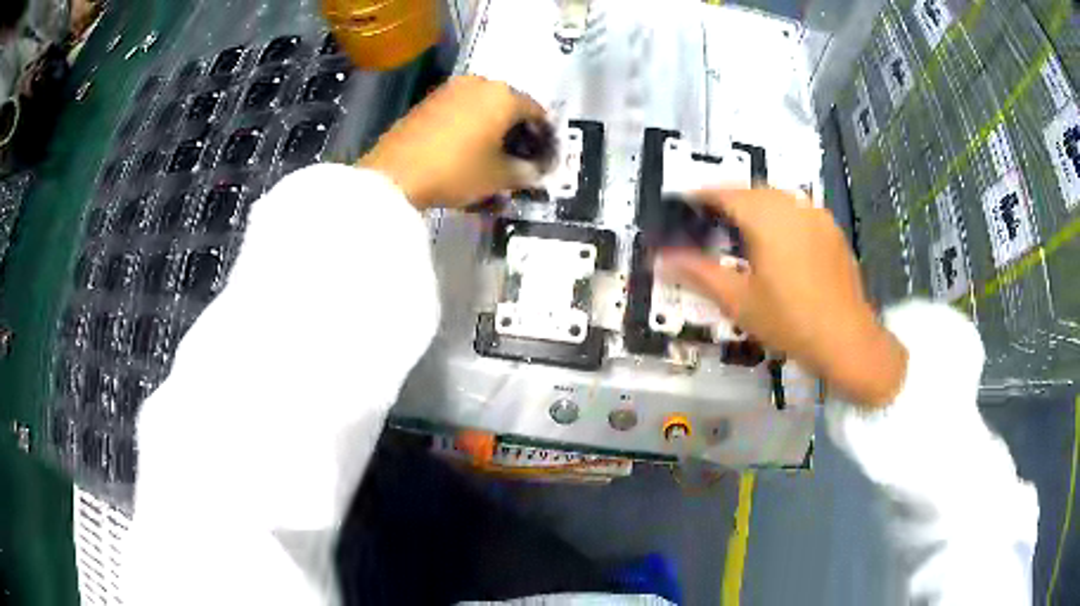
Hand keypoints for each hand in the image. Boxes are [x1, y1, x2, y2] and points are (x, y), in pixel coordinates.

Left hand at [359, 75, 547, 209]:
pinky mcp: (429, 100)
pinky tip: (465, 149)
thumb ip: (524, 173)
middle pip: (509, 106)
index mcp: (504, 96)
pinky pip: (461, 111)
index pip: (537, 112)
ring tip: (490, 156)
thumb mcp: (498, 177)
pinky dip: (469, 126)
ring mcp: (451, 89)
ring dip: (492, 128)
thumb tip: (535, 172)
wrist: (395, 174)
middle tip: (517, 158)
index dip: (544, 138)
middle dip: (516, 132)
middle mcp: (480, 83)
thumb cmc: (457, 171)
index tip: (543, 159)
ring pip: (483, 107)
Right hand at [659, 188, 907, 407]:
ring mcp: (816, 215)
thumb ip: (699, 273)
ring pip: (777, 197)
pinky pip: (798, 210)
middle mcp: (792, 205)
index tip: (682, 203)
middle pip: (752, 190)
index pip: (725, 193)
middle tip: (709, 220)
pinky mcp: (831, 230)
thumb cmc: (789, 321)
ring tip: (740, 229)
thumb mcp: (738, 300)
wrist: (846, 339)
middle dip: (728, 199)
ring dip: (755, 205)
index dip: (701, 196)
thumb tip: (661, 259)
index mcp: (766, 216)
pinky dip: (779, 215)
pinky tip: (777, 241)